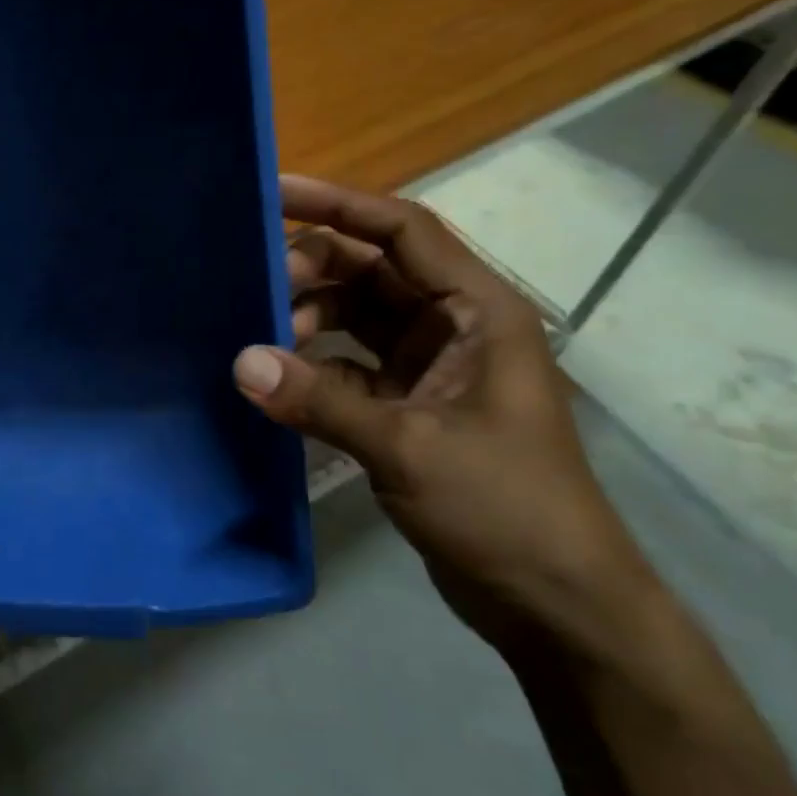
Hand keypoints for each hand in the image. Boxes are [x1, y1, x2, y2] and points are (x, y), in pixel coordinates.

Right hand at [233, 176, 658, 653]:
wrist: (555, 603)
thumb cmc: (505, 508)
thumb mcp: (409, 447)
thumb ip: (321, 401)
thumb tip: (240, 363)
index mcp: (478, 310)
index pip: (404, 231)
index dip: (340, 204)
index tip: (277, 192)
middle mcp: (455, 325)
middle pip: (373, 268)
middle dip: (314, 268)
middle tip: (255, 282)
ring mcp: (432, 366)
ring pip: (358, 315)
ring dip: (310, 317)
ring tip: (264, 337)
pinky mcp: (411, 405)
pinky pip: (350, 363)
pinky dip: (314, 363)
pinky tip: (279, 377)